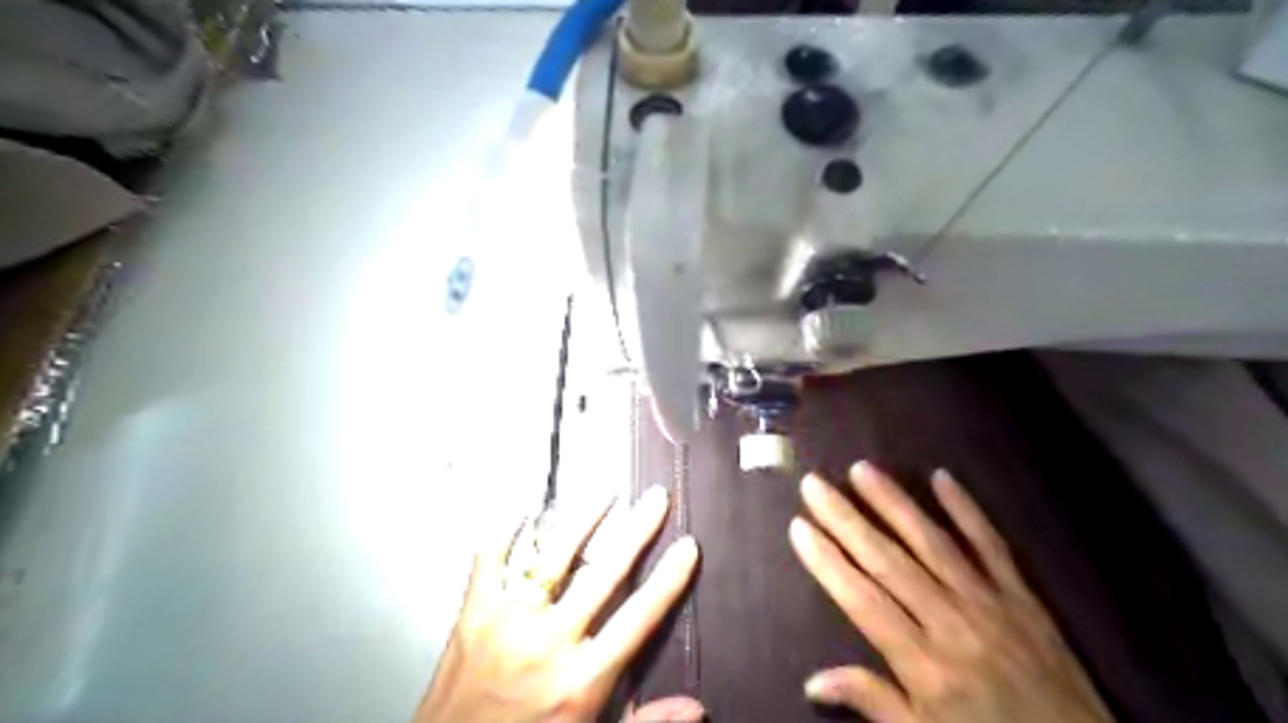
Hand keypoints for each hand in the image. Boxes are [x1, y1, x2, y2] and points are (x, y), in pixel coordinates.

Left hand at [413, 486, 698, 721]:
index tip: (687, 546)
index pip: (639, 617)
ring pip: (554, 556)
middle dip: (637, 530)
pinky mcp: (472, 614)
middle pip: (604, 574)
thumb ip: (645, 722)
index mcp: (582, 680)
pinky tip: (526, 508)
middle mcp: (548, 643)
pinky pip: (491, 559)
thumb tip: (697, 709)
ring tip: (606, 492)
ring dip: (583, 519)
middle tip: (656, 498)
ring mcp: (507, 622)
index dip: (668, 579)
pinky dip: (508, 530)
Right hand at [790, 462, 1112, 722]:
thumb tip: (812, 682)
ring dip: (894, 502)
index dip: (827, 561)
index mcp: (924, 664)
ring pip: (932, 542)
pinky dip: (967, 510)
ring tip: (862, 470)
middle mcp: (951, 622)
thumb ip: (872, 703)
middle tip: (815, 484)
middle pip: (887, 561)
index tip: (799, 526)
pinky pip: (991, 545)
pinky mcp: (1023, 595)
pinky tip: (942, 477)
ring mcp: (989, 602)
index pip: (861, 600)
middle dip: (846, 519)